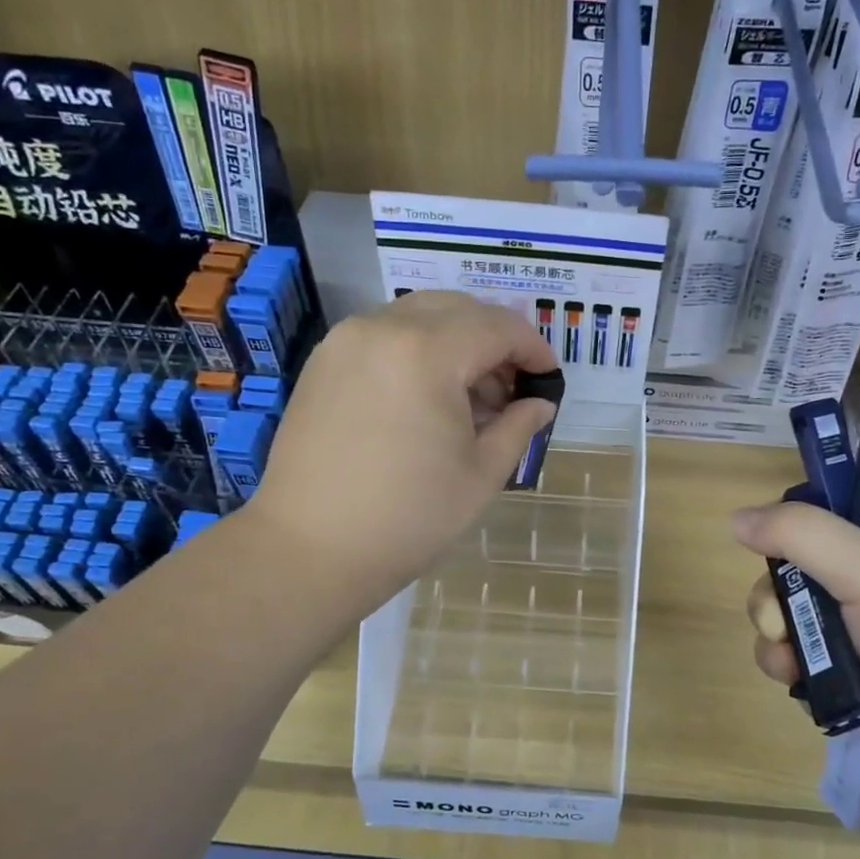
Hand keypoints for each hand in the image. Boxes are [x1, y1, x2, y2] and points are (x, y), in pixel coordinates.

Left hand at [249, 292, 559, 618]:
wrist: (310, 549)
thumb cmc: (408, 517)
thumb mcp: (481, 474)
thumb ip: (518, 425)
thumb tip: (540, 403)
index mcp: (427, 352)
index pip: (497, 327)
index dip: (533, 348)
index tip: (549, 378)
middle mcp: (383, 328)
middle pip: (458, 309)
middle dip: (495, 339)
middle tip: (511, 387)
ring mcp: (345, 341)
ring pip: (418, 317)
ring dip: (456, 342)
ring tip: (471, 398)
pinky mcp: (323, 362)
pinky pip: (384, 335)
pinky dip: (417, 350)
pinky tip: (426, 398)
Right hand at [733, 502, 859, 818]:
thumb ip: (799, 534)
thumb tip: (735, 518)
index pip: (824, 512)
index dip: (789, 530)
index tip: (770, 552)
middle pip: (798, 570)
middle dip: (775, 597)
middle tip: (778, 621)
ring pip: (796, 620)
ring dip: (779, 638)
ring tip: (788, 663)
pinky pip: (807, 663)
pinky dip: (794, 671)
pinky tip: (798, 686)